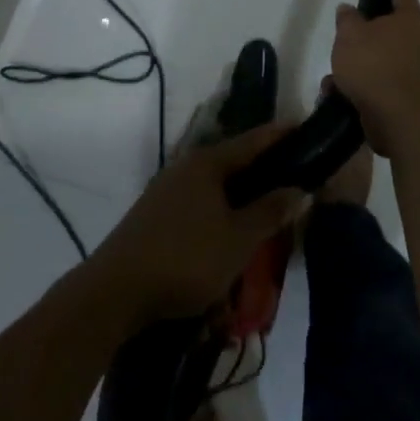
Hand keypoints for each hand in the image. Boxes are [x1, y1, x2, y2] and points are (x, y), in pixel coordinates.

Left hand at [89, 123, 305, 324]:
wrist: (114, 293)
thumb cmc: (185, 259)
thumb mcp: (238, 239)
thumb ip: (270, 212)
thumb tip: (300, 188)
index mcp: (208, 163)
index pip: (254, 140)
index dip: (282, 134)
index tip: (305, 127)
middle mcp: (186, 167)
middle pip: (233, 160)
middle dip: (263, 167)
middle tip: (293, 174)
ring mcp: (166, 190)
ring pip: (215, 184)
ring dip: (240, 193)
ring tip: (265, 207)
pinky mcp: (155, 215)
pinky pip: (199, 203)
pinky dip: (220, 210)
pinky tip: (228, 230)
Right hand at [330, 0, 419, 157]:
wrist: (397, 118)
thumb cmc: (374, 65)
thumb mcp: (349, 35)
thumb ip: (347, 20)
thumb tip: (349, 11)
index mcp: (410, 20)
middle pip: (394, 29)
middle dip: (370, 34)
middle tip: (350, 37)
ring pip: (385, 60)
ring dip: (362, 67)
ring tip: (335, 78)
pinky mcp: (413, 99)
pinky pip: (384, 85)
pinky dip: (365, 88)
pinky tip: (341, 97)